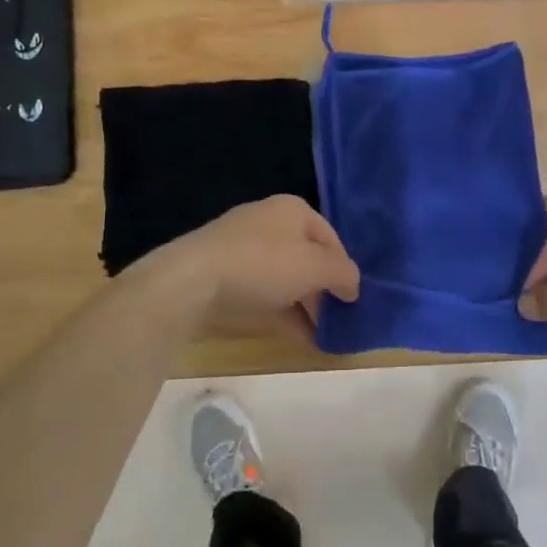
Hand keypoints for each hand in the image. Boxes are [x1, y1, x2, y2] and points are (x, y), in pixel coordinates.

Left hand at [152, 196, 359, 342]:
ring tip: (320, 334)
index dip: (345, 267)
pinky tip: (295, 336)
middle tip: (338, 318)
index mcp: (292, 209)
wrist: (192, 281)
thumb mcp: (314, 267)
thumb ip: (342, 273)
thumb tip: (353, 285)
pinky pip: (262, 291)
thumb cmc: (262, 264)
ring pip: (284, 276)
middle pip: (306, 256)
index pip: (330, 237)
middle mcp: (268, 221)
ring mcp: (242, 247)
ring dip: (304, 304)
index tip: (353, 298)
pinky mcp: (224, 273)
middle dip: (323, 288)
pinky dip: (281, 310)